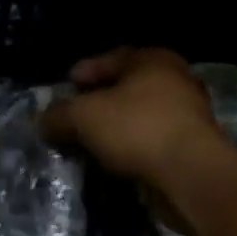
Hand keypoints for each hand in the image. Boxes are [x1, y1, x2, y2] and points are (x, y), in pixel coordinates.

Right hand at [40, 48, 223, 188]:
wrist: (192, 177)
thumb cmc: (137, 128)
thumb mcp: (83, 116)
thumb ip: (58, 115)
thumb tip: (41, 122)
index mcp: (153, 60)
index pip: (109, 59)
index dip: (83, 72)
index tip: (66, 87)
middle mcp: (176, 80)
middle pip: (125, 88)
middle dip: (98, 102)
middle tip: (74, 116)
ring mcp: (190, 115)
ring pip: (139, 116)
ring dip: (115, 128)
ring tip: (89, 142)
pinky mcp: (194, 148)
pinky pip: (152, 140)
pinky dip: (132, 148)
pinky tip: (113, 160)